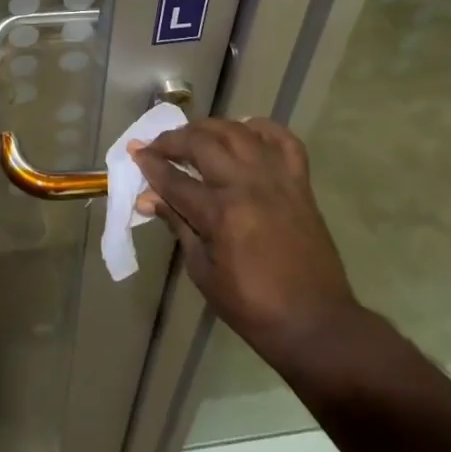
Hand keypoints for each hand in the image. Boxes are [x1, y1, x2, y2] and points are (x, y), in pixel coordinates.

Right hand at [132, 119, 360, 368]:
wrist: (316, 323)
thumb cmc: (252, 306)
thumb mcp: (203, 271)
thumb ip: (178, 226)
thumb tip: (148, 199)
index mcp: (221, 214)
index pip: (174, 179)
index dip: (150, 164)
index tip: (134, 152)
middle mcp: (247, 185)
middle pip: (202, 143)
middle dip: (172, 140)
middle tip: (156, 146)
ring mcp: (277, 180)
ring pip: (238, 132)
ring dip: (209, 128)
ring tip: (193, 136)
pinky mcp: (300, 183)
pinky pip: (283, 140)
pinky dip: (262, 130)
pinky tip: (245, 133)